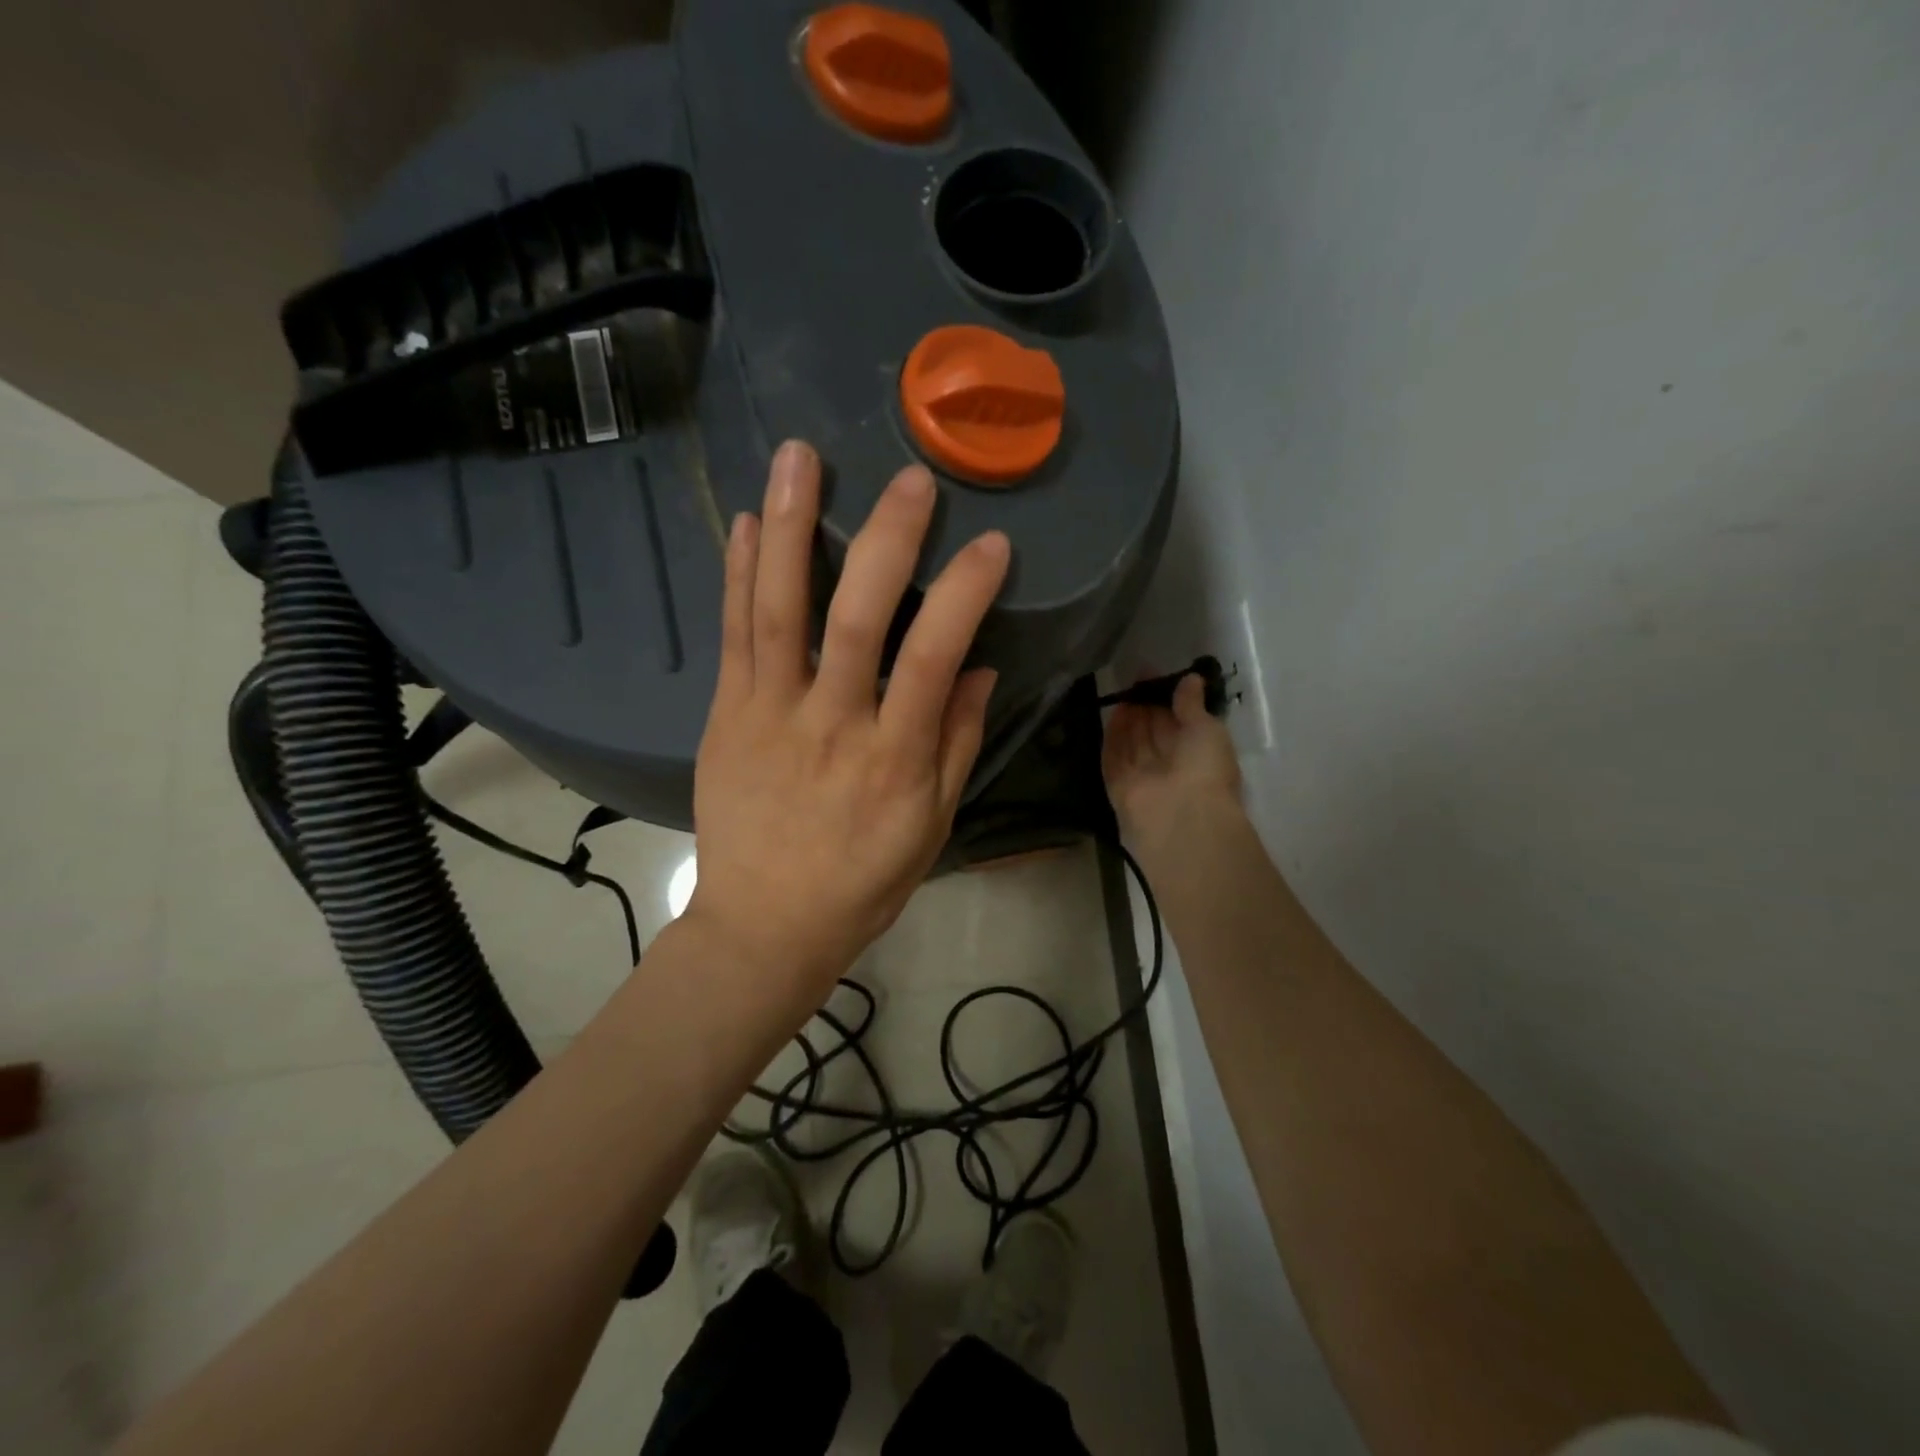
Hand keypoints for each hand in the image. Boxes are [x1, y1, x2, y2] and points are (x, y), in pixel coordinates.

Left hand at [685, 440, 1009, 998]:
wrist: (764, 925)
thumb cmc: (861, 881)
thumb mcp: (931, 825)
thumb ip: (956, 742)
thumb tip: (978, 666)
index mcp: (893, 758)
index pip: (933, 658)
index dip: (964, 594)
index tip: (992, 544)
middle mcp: (830, 725)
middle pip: (854, 620)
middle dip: (886, 541)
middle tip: (911, 478)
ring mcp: (769, 715)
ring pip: (778, 611)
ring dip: (793, 529)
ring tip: (800, 456)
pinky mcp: (726, 716)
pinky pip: (733, 637)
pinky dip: (741, 575)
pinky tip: (751, 521)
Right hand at [1102, 672, 1242, 856]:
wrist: (1180, 817)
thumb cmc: (1205, 769)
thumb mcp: (1206, 729)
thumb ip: (1192, 705)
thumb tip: (1190, 679)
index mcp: (1199, 755)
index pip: (1181, 722)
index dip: (1169, 699)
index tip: (1157, 675)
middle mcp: (1171, 766)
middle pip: (1155, 731)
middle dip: (1147, 705)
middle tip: (1136, 678)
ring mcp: (1144, 776)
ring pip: (1134, 742)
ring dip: (1129, 717)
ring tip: (1124, 689)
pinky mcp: (1119, 784)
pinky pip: (1113, 756)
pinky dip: (1113, 735)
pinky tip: (1112, 711)